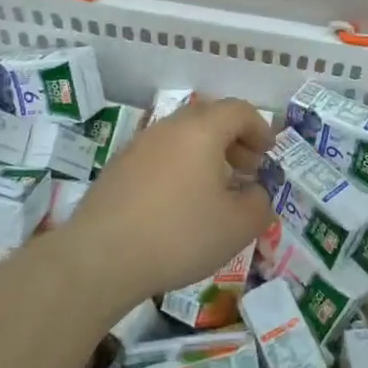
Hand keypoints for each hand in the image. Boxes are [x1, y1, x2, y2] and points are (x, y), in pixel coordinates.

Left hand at [63, 96, 273, 304]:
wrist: (100, 257)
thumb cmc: (178, 235)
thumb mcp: (236, 227)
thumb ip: (259, 205)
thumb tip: (256, 193)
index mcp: (202, 130)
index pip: (238, 110)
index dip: (259, 128)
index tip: (268, 153)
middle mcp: (169, 127)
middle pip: (209, 118)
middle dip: (234, 140)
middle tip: (247, 169)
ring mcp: (139, 145)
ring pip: (182, 137)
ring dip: (206, 154)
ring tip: (215, 189)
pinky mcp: (118, 167)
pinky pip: (160, 155)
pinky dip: (180, 167)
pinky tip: (180, 203)